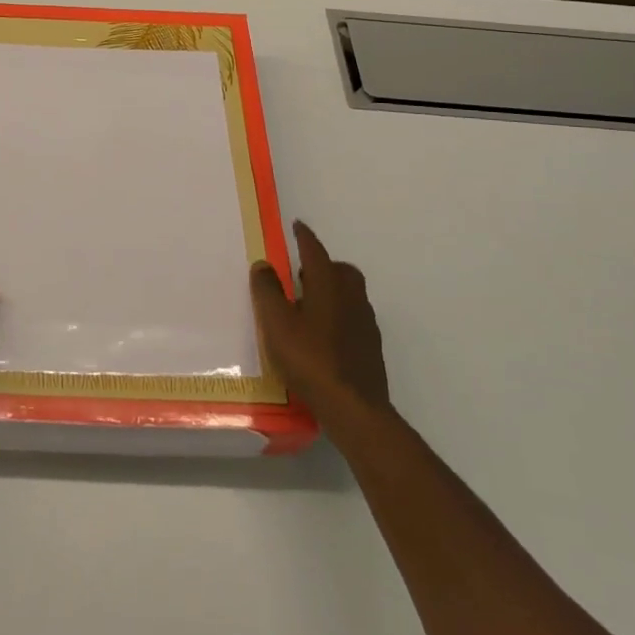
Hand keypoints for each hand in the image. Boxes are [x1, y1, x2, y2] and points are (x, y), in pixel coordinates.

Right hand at [250, 221, 392, 425]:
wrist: (354, 408)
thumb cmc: (310, 359)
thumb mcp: (277, 324)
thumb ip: (268, 291)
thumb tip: (264, 264)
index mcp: (328, 284)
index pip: (315, 250)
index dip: (304, 237)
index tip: (297, 226)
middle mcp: (351, 297)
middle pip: (339, 270)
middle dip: (321, 265)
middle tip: (300, 273)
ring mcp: (365, 323)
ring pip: (349, 293)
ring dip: (331, 290)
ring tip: (307, 305)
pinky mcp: (370, 347)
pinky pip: (353, 317)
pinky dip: (338, 314)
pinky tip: (323, 334)